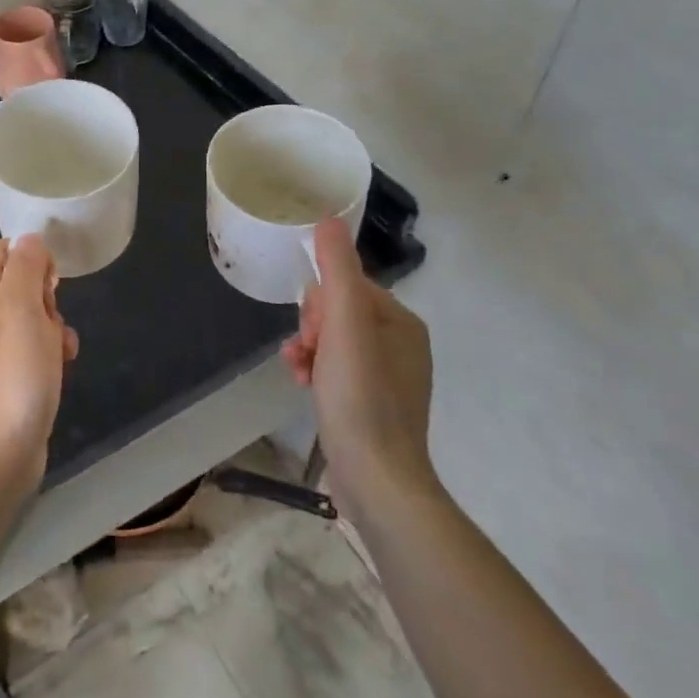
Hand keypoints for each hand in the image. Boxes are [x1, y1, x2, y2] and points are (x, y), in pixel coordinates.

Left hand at [0, 235, 77, 492]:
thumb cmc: (10, 378)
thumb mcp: (20, 311)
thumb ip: (24, 269)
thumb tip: (28, 240)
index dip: (25, 253)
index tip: (50, 276)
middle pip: (16, 282)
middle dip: (45, 293)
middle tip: (51, 315)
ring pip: (32, 317)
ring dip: (54, 325)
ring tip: (60, 348)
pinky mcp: (9, 378)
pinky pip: (34, 349)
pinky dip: (52, 352)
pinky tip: (62, 368)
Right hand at [283, 218, 439, 515]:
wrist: (376, 478)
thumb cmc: (360, 396)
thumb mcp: (345, 325)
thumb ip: (337, 270)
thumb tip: (328, 219)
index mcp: (402, 322)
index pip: (349, 287)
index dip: (320, 301)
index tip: (310, 327)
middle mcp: (401, 345)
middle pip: (339, 314)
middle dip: (312, 327)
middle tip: (306, 351)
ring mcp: (388, 379)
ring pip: (333, 343)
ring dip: (307, 350)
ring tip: (296, 370)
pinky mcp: (372, 406)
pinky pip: (337, 371)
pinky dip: (315, 373)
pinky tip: (301, 386)